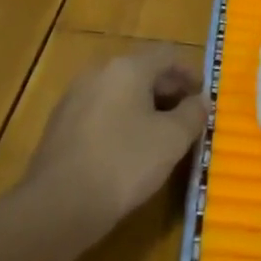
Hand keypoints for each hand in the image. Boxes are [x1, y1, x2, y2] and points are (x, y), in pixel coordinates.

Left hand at [22, 51, 208, 239]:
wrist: (56, 206)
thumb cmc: (123, 164)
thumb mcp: (171, 140)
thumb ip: (193, 114)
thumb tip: (201, 101)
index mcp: (128, 67)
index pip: (167, 54)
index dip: (190, 73)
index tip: (203, 99)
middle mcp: (99, 72)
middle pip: (142, 71)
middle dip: (168, 92)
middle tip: (186, 120)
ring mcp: (75, 97)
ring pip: (120, 93)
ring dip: (144, 108)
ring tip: (160, 139)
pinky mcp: (60, 124)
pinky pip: (101, 112)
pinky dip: (120, 122)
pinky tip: (127, 152)